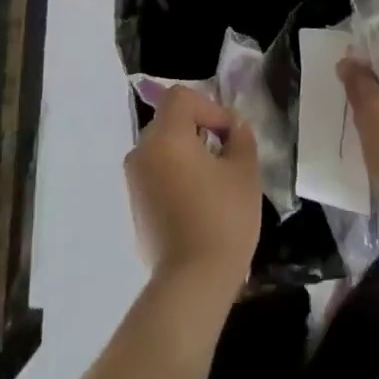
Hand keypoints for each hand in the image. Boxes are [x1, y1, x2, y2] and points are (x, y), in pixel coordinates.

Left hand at [124, 86, 261, 298]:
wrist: (192, 281)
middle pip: (169, 122)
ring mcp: (134, 182)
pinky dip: (176, 177)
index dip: (210, 106)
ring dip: (187, 154)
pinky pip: (157, 176)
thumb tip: (234, 129)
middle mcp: (142, 153)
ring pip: (162, 150)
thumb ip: (241, 139)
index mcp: (165, 137)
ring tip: (216, 181)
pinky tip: (200, 204)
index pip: (181, 97)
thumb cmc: (222, 218)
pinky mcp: (135, 208)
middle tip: (228, 154)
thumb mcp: (244, 172)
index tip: (230, 134)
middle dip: (199, 129)